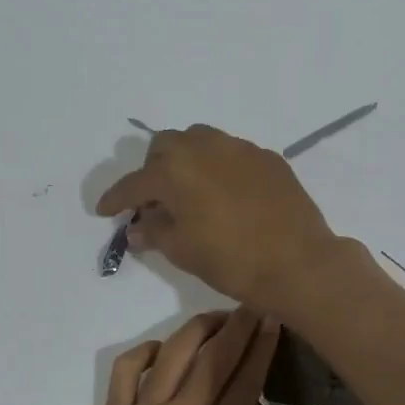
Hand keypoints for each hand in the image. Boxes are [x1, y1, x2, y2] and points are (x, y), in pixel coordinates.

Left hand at [48, 308, 344, 404]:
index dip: (260, 350)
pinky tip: (162, 349)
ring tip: (219, 316)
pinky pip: (126, 370)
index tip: (274, 320)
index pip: (242, 386)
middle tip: (256, 301)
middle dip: (237, 327)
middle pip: (212, 360)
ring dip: (197, 329)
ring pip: (172, 355)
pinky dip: (146, 351)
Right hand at [95, 126, 359, 308]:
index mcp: (175, 170)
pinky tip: (226, 194)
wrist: (299, 263)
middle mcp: (204, 148)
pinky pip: (231, 154)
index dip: (115, 198)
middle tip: (154, 200)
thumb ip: (154, 232)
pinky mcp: (268, 158)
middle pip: (165, 147)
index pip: (134, 183)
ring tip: (189, 190)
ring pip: (200, 141)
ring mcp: (240, 148)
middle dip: (152, 170)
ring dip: (185, 161)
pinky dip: (218, 168)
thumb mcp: (183, 252)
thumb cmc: (232, 261)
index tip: (104, 210)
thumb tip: (137, 227)